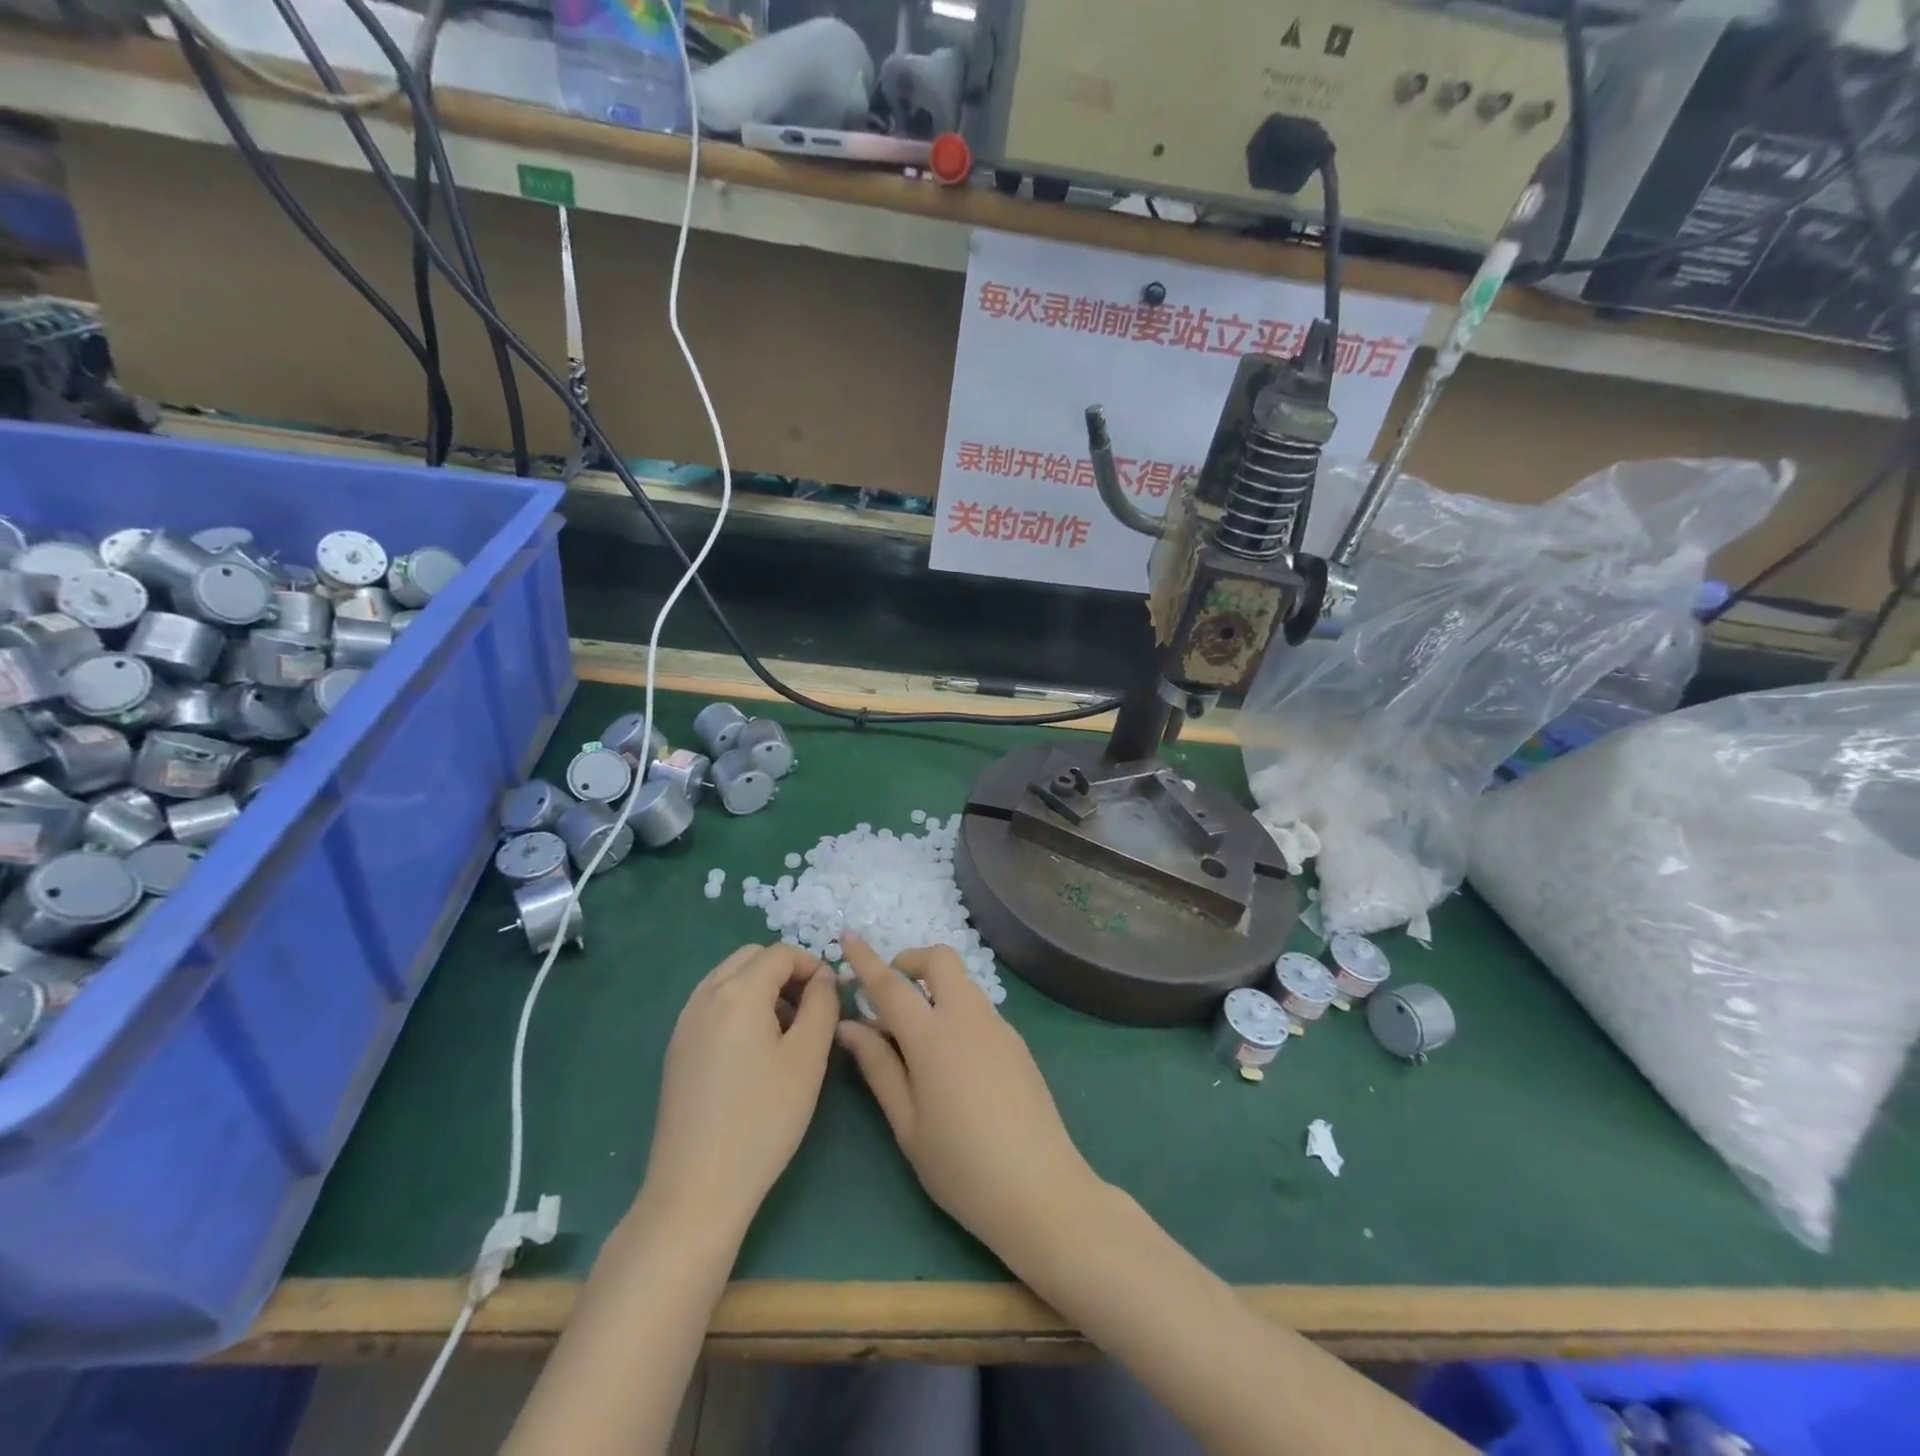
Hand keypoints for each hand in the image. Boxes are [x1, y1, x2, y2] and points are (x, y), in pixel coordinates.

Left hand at [637, 943, 838, 1242]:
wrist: (697, 1189)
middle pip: (751, 957)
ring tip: (785, 1030)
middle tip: (809, 1009)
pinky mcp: (676, 1048)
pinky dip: (738, 1005)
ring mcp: (685, 1022)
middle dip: (785, 971)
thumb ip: (822, 1004)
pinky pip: (712, 1003)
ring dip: (761, 987)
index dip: (812, 965)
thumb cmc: (763, 1119)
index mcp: (738, 992)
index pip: (781, 953)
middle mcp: (705, 996)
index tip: (832, 997)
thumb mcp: (808, 1057)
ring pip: (729, 977)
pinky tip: (754, 1050)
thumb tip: (823, 978)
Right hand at [836, 938, 1104, 1265]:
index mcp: (933, 1036)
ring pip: (961, 983)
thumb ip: (878, 1067)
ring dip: (934, 988)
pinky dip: (955, 1011)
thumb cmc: (961, 1166)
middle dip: (910, 962)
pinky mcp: (1017, 1042)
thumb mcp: (907, 1124)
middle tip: (890, 995)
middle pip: (940, 960)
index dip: (866, 959)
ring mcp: (998, 1026)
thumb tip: (849, 1026)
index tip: (847, 937)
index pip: (891, 984)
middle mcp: (968, 1017)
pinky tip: (950, 1061)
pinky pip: (978, 1008)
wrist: (1040, 1190)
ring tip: (915, 1037)